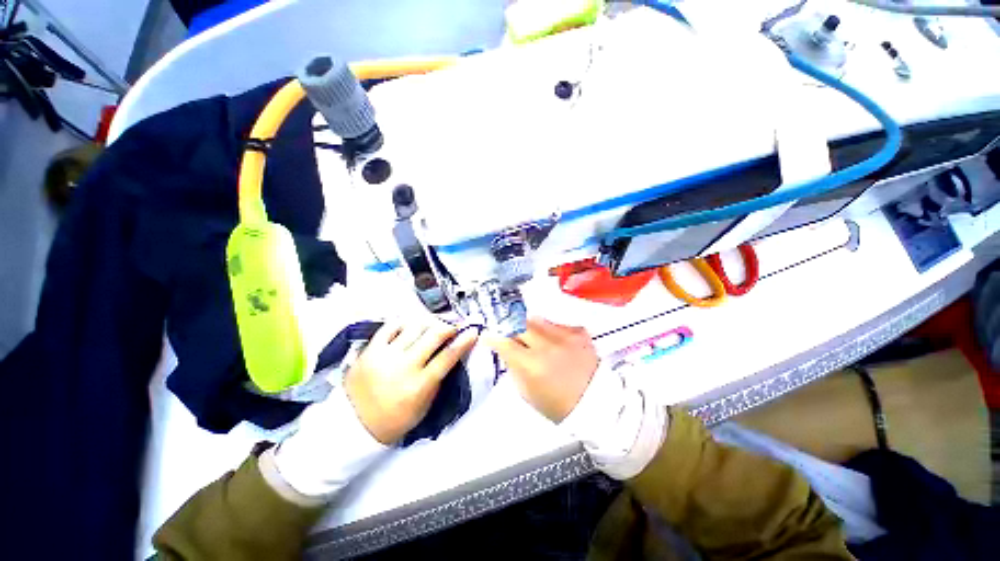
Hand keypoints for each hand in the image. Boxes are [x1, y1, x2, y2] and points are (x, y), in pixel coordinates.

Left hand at [345, 318, 476, 444]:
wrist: (354, 425)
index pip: (448, 356)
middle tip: (453, 326)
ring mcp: (385, 356)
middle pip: (433, 335)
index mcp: (419, 385)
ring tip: (433, 325)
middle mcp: (404, 367)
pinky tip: (410, 326)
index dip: (464, 341)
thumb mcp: (425, 405)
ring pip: (415, 327)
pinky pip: (390, 327)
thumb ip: (438, 378)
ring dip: (429, 323)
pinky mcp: (369, 350)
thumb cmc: (395, 419)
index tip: (473, 331)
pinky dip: (404, 323)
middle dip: (448, 326)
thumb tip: (451, 353)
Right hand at [485, 318, 598, 422]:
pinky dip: (548, 329)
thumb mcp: (527, 392)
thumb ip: (513, 367)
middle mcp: (546, 346)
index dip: (492, 336)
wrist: (596, 403)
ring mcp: (564, 336)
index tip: (488, 335)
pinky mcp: (578, 332)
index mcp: (531, 366)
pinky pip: (555, 323)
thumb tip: (506, 349)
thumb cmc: (557, 405)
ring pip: (536, 319)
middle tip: (510, 334)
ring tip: (532, 336)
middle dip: (510, 327)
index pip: (504, 342)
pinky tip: (552, 341)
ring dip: (529, 326)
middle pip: (519, 324)